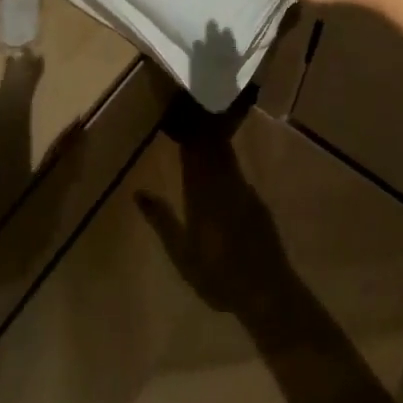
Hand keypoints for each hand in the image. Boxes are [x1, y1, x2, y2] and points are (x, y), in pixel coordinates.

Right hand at [136, 122, 289, 317]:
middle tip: (192, 113)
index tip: (179, 115)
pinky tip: (224, 162)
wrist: (264, 288)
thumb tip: (138, 192)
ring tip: (205, 129)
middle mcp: (223, 182)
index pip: (192, 153)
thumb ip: (162, 220)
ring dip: (216, 139)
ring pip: (227, 154)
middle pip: (212, 147)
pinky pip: (238, 168)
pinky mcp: (256, 198)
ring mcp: (243, 188)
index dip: (186, 134)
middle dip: (202, 129)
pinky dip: (228, 158)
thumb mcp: (181, 253)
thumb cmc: (216, 274)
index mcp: (201, 193)